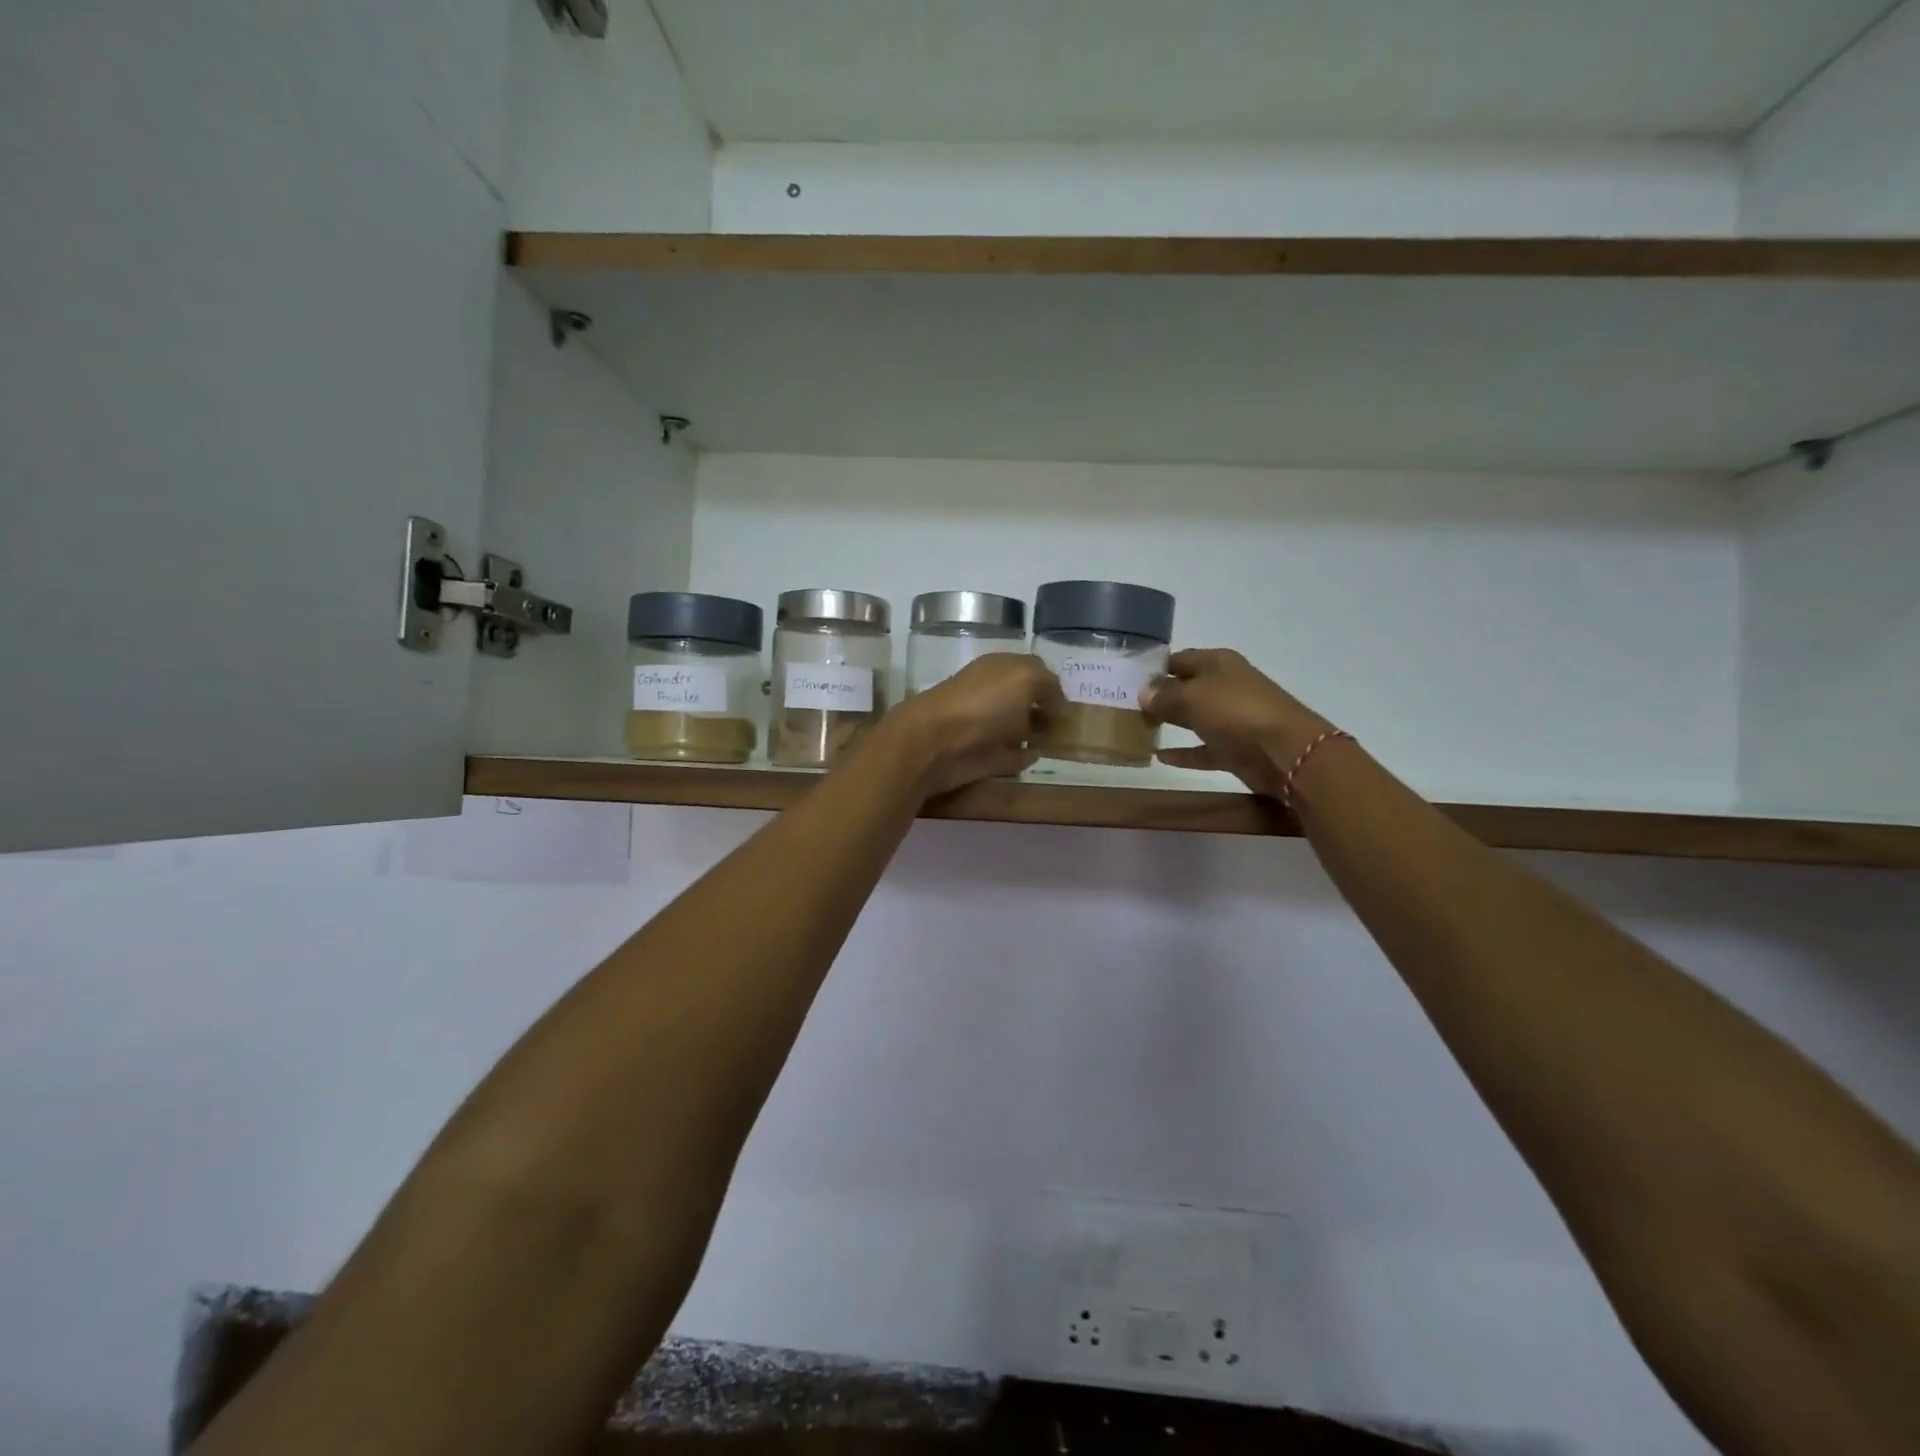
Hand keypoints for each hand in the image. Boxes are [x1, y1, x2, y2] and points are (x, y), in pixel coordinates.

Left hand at [875, 653, 1067, 798]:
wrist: (936, 743)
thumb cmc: (983, 703)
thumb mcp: (1025, 678)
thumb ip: (1048, 684)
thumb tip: (1056, 702)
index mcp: (998, 669)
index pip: (1031, 670)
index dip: (1051, 683)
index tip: (1072, 701)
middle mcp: (991, 695)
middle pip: (1023, 700)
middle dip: (1044, 709)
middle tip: (1072, 725)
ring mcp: (985, 727)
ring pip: (1016, 728)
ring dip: (1034, 734)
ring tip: (1060, 743)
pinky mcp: (981, 758)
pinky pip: (1008, 757)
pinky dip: (1022, 758)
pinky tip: (1037, 758)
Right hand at [1141, 649, 1337, 799]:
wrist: (1284, 751)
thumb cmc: (1235, 711)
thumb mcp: (1192, 696)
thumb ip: (1165, 695)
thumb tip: (1144, 694)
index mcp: (1218, 663)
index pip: (1180, 659)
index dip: (1156, 668)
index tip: (1128, 679)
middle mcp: (1225, 686)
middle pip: (1186, 688)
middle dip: (1160, 696)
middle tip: (1126, 706)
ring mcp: (1232, 718)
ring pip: (1194, 718)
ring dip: (1170, 722)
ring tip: (1138, 728)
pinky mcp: (1235, 748)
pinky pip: (1202, 749)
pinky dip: (1184, 753)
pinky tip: (1159, 757)